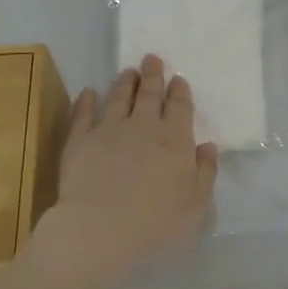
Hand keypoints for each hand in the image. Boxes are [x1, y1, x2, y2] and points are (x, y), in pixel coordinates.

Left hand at [30, 54, 218, 288]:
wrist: (99, 230)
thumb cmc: (155, 222)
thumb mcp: (196, 204)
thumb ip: (205, 172)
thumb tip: (207, 146)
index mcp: (175, 140)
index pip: (179, 107)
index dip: (179, 91)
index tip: (178, 79)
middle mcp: (143, 126)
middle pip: (150, 94)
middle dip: (153, 75)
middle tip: (152, 58)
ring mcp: (109, 130)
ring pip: (119, 97)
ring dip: (125, 82)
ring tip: (128, 71)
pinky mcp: (80, 140)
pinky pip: (83, 114)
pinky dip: (86, 100)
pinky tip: (89, 92)